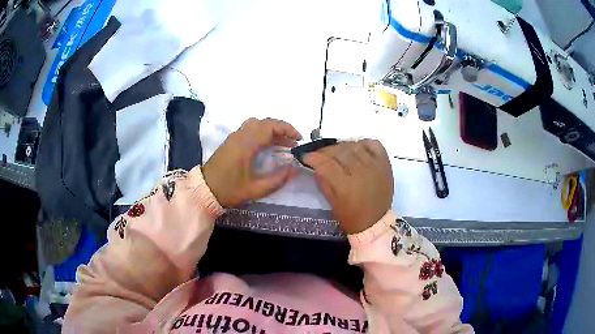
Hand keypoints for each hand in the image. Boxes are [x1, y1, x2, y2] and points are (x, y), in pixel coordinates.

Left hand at [202, 118, 302, 206]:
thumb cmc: (230, 190)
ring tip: (281, 144)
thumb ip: (277, 179)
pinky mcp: (231, 141)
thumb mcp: (256, 189)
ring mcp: (234, 137)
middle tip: (292, 143)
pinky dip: (261, 133)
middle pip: (264, 122)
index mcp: (247, 144)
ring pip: (256, 124)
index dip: (287, 129)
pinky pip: (249, 129)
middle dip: (281, 129)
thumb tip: (294, 169)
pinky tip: (266, 147)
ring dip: (271, 130)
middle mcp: (240, 135)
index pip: (270, 126)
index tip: (298, 139)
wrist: (205, 190)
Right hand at [303, 140, 393, 233]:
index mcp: (346, 185)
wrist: (375, 222)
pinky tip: (357, 148)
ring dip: (342, 146)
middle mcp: (360, 172)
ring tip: (337, 151)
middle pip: (339, 151)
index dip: (313, 157)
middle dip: (325, 150)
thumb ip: (323, 182)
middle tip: (319, 154)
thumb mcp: (332, 203)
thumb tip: (315, 165)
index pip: (326, 163)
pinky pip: (374, 145)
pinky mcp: (385, 164)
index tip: (306, 156)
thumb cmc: (351, 217)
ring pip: (355, 145)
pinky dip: (364, 143)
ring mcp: (374, 166)